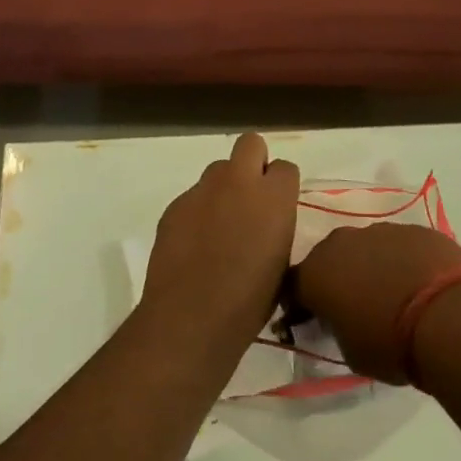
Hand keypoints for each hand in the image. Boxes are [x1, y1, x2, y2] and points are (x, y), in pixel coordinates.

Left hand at [141, 133, 298, 350]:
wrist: (191, 317)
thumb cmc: (249, 302)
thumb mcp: (281, 265)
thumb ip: (276, 228)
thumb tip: (267, 221)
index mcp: (273, 198)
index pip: (285, 167)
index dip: (282, 184)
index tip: (278, 205)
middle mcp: (238, 182)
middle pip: (251, 143)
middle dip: (254, 161)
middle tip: (252, 195)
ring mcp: (202, 190)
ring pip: (218, 169)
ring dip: (224, 186)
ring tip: (220, 223)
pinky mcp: (175, 205)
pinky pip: (193, 196)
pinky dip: (198, 211)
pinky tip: (195, 243)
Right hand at [291, 222, 460, 383]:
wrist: (450, 317)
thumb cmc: (391, 344)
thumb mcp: (350, 352)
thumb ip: (336, 329)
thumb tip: (341, 321)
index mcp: (315, 273)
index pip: (293, 286)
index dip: (302, 304)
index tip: (312, 320)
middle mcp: (340, 243)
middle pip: (330, 259)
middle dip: (338, 278)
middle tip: (355, 306)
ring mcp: (379, 230)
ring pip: (366, 248)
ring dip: (372, 266)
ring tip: (395, 296)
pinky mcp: (414, 229)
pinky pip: (400, 246)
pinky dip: (404, 262)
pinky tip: (422, 285)